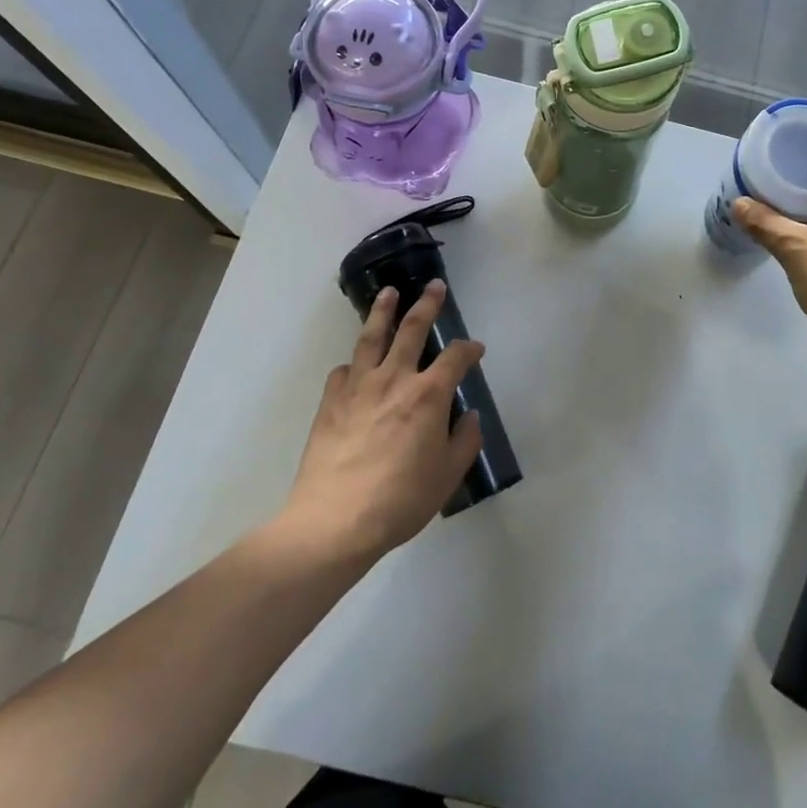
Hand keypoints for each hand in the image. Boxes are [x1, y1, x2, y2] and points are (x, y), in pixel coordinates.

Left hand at [282, 282, 484, 560]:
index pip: (455, 357)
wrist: (335, 521)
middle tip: (434, 286)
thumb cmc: (401, 499)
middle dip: (427, 304)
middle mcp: (395, 379)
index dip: (469, 349)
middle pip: (412, 329)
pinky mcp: (330, 402)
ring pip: (372, 337)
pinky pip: (344, 371)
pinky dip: (354, 363)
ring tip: (388, 292)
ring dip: (383, 311)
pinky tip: (356, 366)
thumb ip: (464, 440)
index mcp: (428, 395)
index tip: (476, 349)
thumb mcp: (448, 475)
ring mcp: (358, 387)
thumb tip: (468, 416)